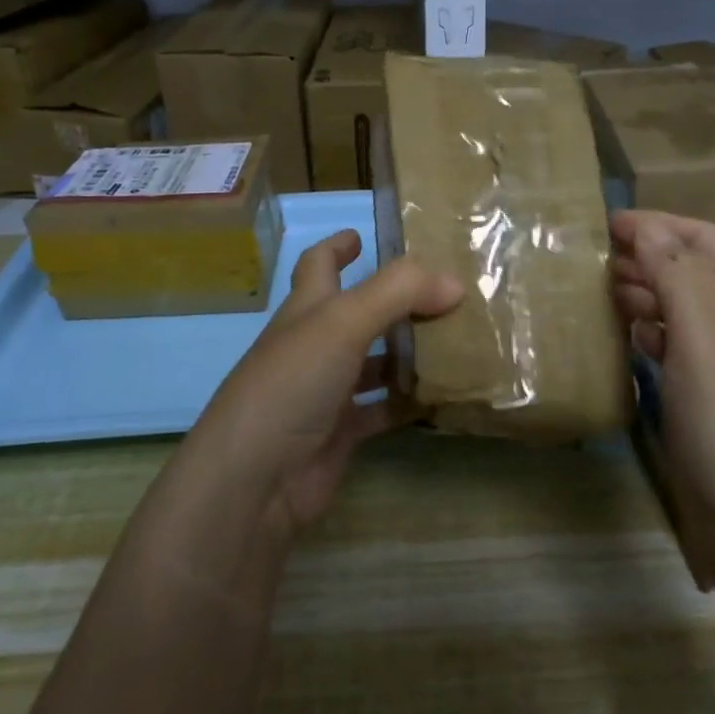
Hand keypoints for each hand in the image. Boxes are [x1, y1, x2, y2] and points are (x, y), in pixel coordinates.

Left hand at [185, 230, 461, 538]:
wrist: (255, 479)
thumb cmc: (291, 384)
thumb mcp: (343, 323)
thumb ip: (398, 293)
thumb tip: (454, 282)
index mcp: (307, 310)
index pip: (318, 265)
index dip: (338, 246)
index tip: (361, 234)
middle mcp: (315, 345)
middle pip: (359, 313)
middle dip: (396, 301)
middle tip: (446, 292)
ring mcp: (327, 391)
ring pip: (375, 361)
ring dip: (409, 351)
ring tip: (459, 340)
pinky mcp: (342, 432)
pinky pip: (384, 408)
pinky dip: (410, 401)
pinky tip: (445, 395)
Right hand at [610, 211, 714, 588]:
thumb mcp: (707, 341)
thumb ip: (677, 276)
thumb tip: (646, 227)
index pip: (706, 241)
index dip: (656, 225)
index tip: (601, 222)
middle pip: (697, 272)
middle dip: (647, 257)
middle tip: (591, 259)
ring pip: (687, 311)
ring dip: (647, 294)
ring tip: (600, 291)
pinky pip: (683, 350)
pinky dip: (654, 335)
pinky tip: (629, 337)